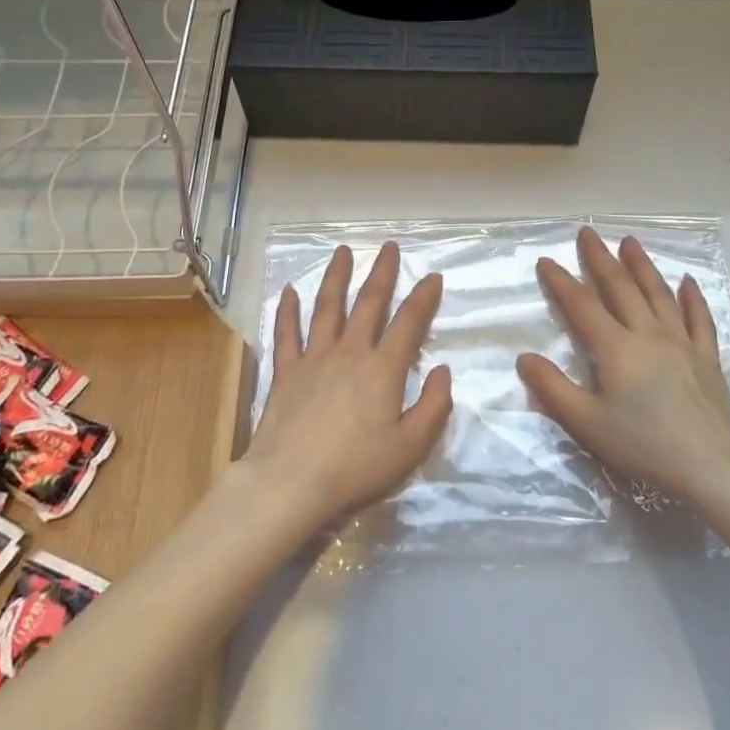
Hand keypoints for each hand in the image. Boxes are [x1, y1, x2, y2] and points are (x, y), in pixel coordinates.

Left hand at [244, 241, 451, 524]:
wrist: (291, 482)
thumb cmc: (356, 468)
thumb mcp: (410, 447)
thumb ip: (433, 407)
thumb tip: (442, 371)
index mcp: (383, 369)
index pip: (409, 323)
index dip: (423, 297)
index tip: (432, 276)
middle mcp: (350, 352)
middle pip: (368, 303)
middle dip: (382, 273)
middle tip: (389, 247)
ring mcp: (314, 358)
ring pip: (327, 307)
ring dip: (336, 277)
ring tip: (343, 251)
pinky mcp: (286, 372)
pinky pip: (287, 333)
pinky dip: (288, 309)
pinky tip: (289, 290)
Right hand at [517, 226, 729, 501]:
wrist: (714, 467)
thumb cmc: (645, 445)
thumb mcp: (587, 423)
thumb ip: (553, 389)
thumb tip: (524, 358)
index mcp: (616, 348)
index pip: (582, 305)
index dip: (561, 282)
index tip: (546, 261)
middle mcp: (648, 334)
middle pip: (621, 287)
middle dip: (600, 258)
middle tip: (588, 232)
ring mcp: (682, 343)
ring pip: (658, 294)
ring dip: (641, 266)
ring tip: (629, 242)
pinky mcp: (707, 358)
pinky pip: (699, 319)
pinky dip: (692, 297)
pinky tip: (687, 281)